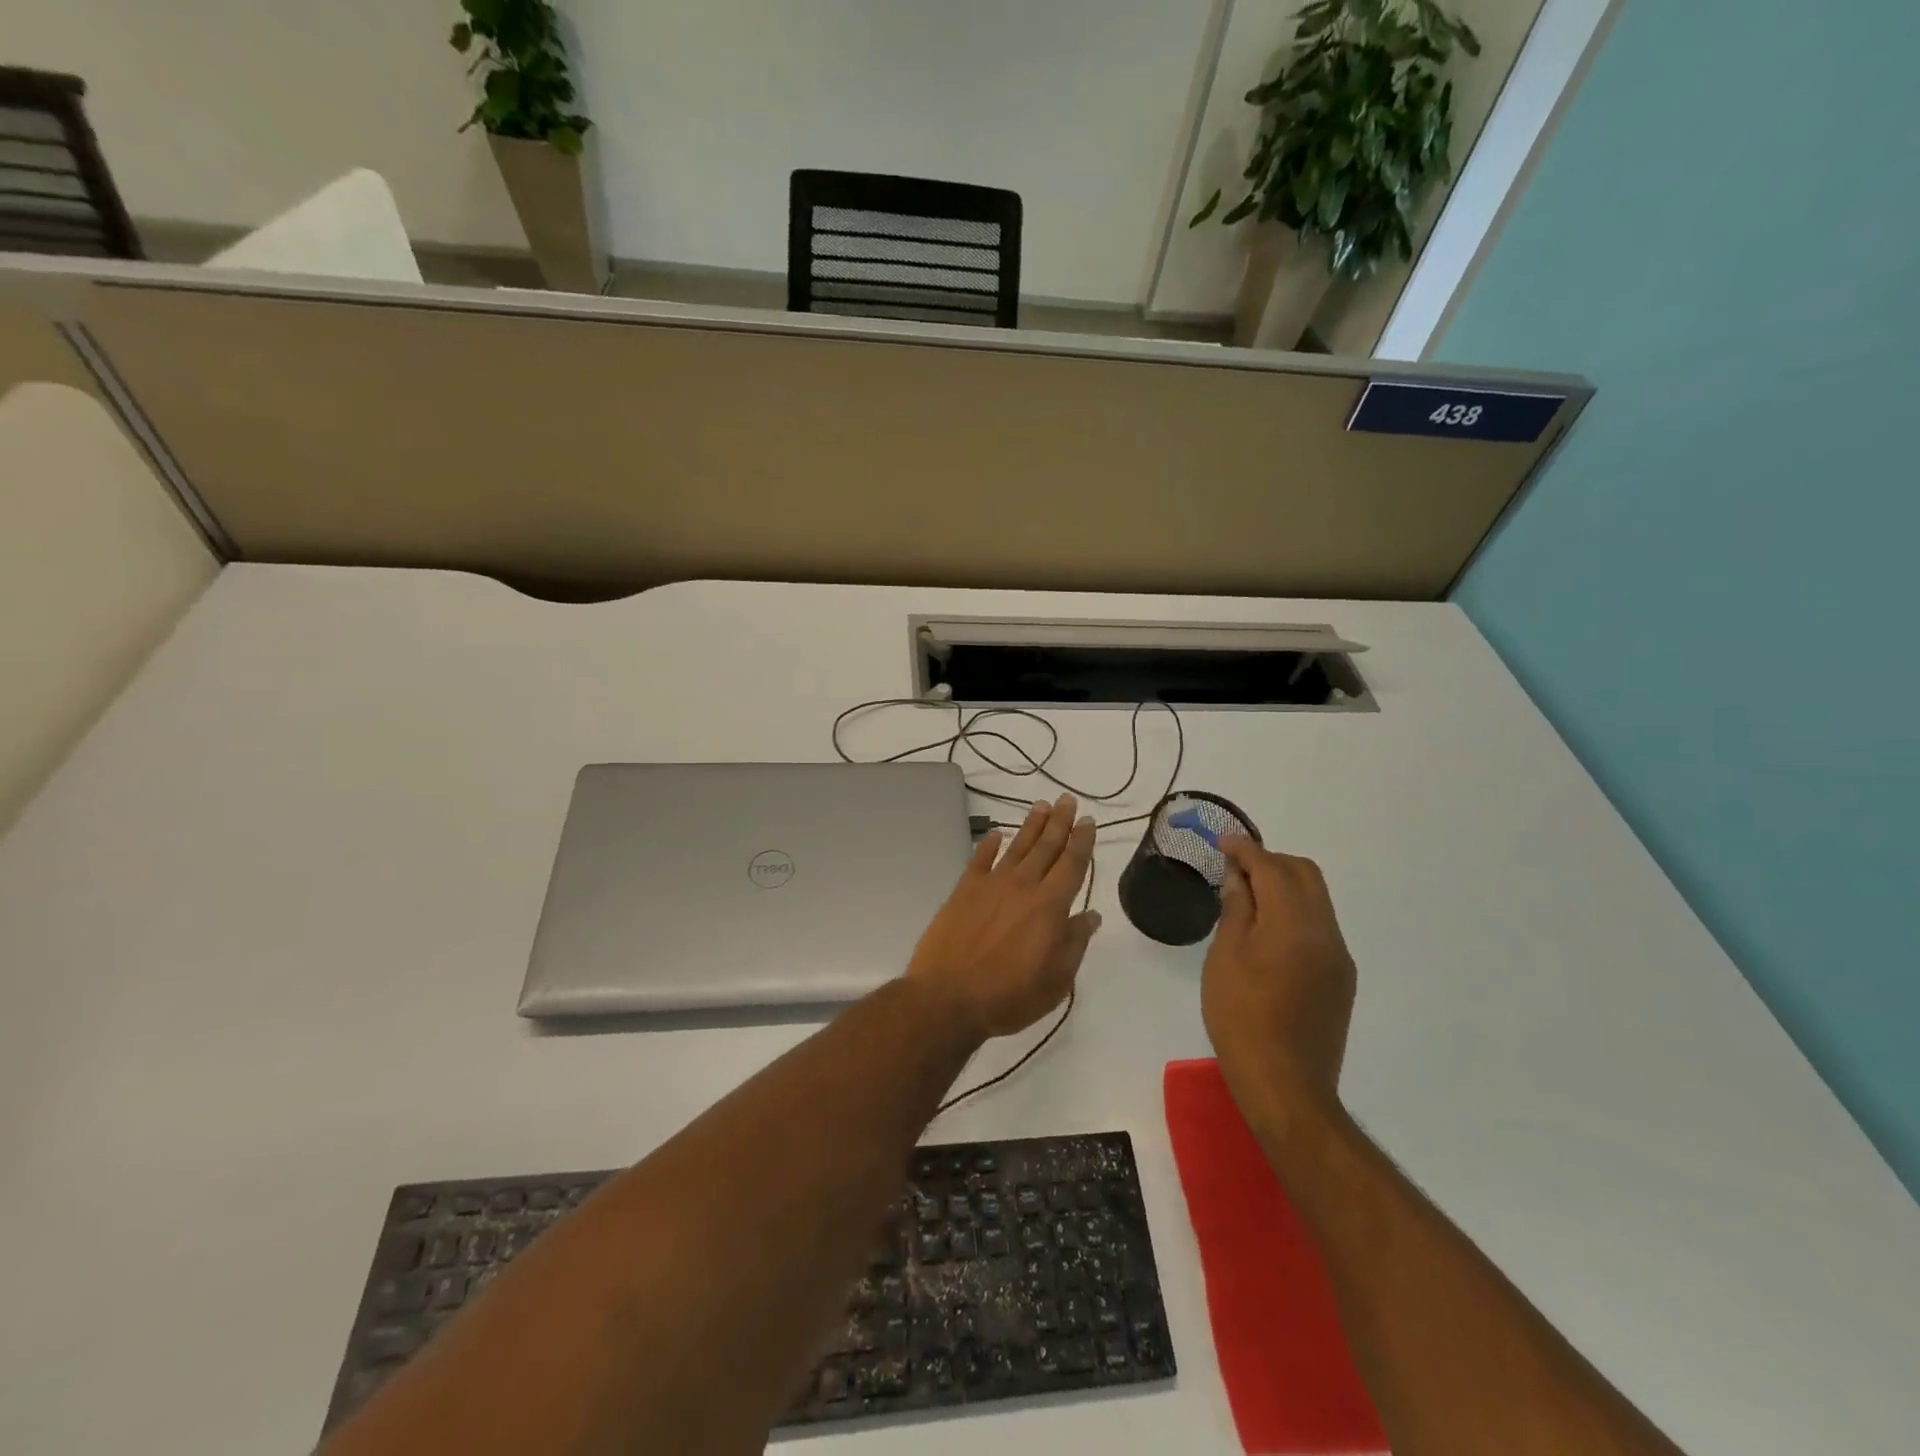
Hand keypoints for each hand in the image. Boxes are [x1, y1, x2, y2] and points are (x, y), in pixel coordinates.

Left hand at [906, 795, 1101, 1037]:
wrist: (948, 997)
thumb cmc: (1009, 995)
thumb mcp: (1056, 981)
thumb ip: (1074, 943)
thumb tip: (1092, 916)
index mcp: (1050, 906)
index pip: (1071, 865)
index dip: (1081, 841)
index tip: (1087, 821)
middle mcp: (1023, 886)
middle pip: (1046, 847)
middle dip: (1059, 822)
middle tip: (1067, 799)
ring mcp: (991, 884)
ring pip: (1016, 846)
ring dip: (1031, 825)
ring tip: (1041, 805)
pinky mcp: (964, 890)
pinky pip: (979, 859)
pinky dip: (989, 845)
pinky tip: (995, 834)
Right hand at [1202, 837, 1356, 1126]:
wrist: (1286, 1086)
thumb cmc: (1241, 1018)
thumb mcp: (1224, 958)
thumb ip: (1236, 910)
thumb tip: (1238, 878)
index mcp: (1294, 924)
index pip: (1272, 868)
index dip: (1246, 850)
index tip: (1223, 841)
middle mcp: (1326, 932)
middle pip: (1305, 875)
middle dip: (1270, 862)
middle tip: (1234, 870)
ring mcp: (1338, 957)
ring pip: (1316, 899)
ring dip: (1284, 886)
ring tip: (1247, 900)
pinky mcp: (1341, 978)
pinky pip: (1319, 926)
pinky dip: (1294, 913)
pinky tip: (1267, 933)